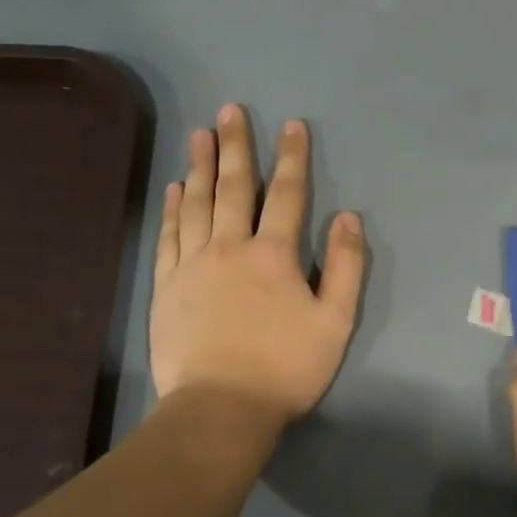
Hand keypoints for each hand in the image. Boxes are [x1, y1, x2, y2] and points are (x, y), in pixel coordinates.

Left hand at [150, 105, 365, 426]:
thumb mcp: (335, 323)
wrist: (222, 406)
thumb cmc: (286, 368)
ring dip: (201, 166)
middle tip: (230, 111)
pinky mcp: (167, 286)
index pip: (286, 195)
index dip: (292, 158)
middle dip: (236, 146)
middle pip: (234, 188)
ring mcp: (193, 265)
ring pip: (197, 204)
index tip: (292, 125)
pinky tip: (175, 190)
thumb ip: (345, 267)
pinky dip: (173, 208)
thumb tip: (348, 218)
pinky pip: (170, 236)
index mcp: (275, 255)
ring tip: (200, 135)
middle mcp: (230, 247)